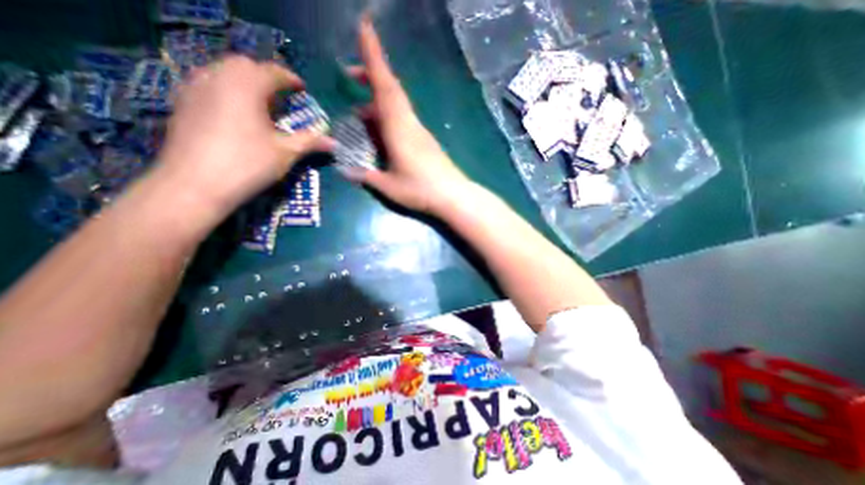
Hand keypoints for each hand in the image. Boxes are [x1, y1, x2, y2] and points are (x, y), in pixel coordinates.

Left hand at [154, 54, 332, 221]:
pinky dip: (226, 89)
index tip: (301, 88)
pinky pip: (207, 83)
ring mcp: (195, 88)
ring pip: (222, 71)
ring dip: (244, 80)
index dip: (289, 78)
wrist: (196, 184)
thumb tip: (335, 143)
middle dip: (266, 76)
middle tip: (281, 95)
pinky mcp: (182, 102)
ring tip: (259, 102)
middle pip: (244, 65)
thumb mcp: (286, 153)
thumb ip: (310, 142)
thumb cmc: (248, 164)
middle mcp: (217, 77)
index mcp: (246, 86)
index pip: (271, 71)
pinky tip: (235, 111)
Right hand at [345, 18, 472, 212]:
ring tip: (359, 114)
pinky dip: (388, 118)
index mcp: (399, 128)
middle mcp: (410, 123)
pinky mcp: (425, 141)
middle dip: (371, 74)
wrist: (454, 196)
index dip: (373, 56)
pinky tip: (380, 133)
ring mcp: (419, 132)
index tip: (364, 27)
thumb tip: (345, 170)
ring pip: (397, 105)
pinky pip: (403, 120)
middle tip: (350, 75)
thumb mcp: (389, 187)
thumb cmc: (421, 190)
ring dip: (377, 102)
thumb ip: (366, 176)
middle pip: (391, 90)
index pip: (385, 86)